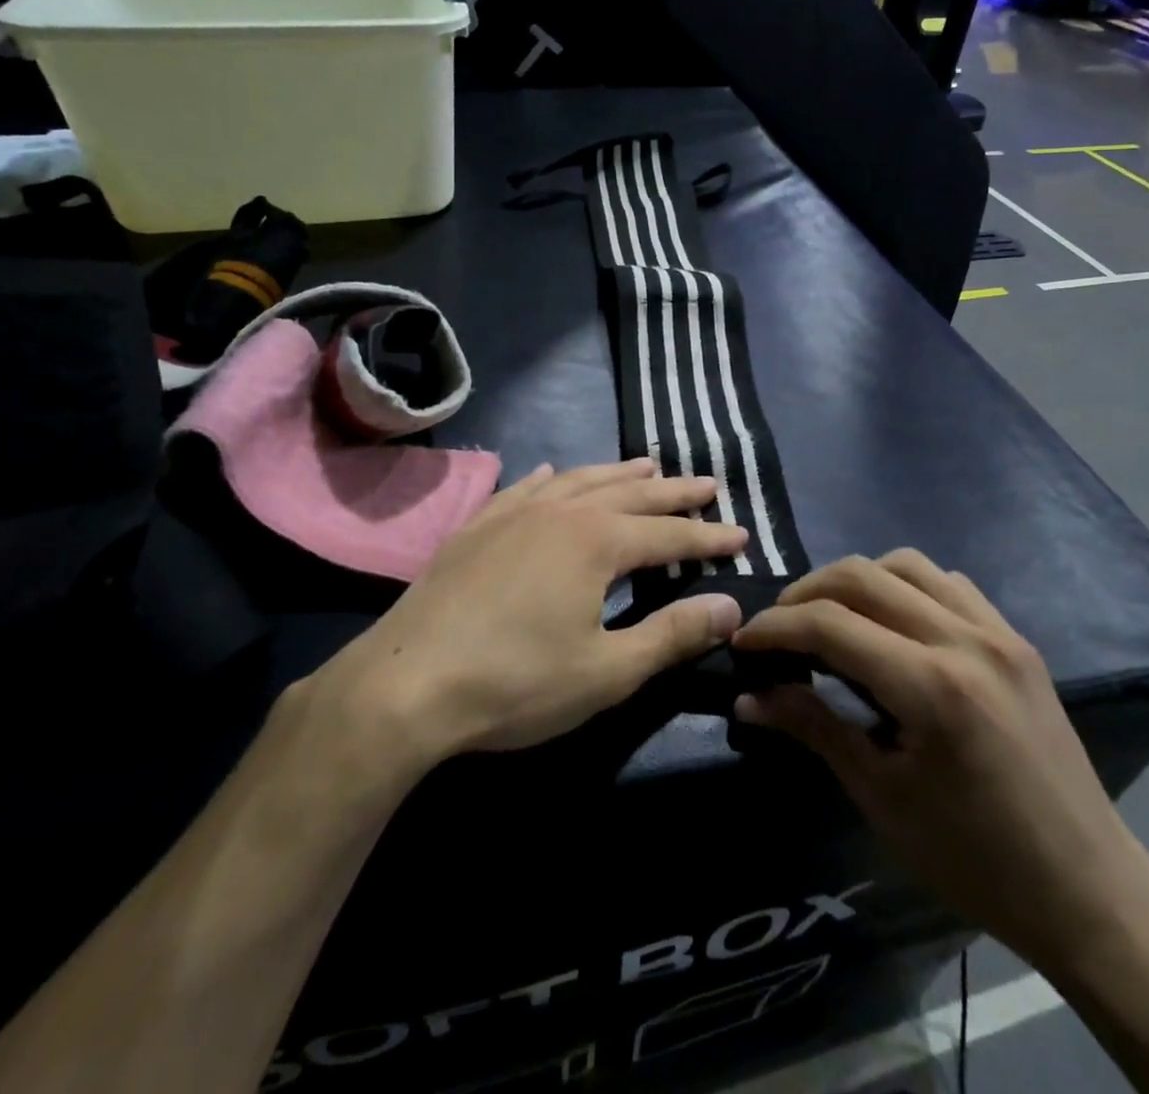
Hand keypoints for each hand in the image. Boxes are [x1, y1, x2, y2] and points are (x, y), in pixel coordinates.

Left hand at [335, 458, 747, 759]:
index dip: (708, 537)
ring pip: (579, 480)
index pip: (668, 534)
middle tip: (708, 484)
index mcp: (596, 542)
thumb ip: (671, 634)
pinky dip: (552, 478)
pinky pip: (525, 487)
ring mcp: (513, 512)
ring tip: (646, 465)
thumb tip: (730, 607)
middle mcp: (559, 512)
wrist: (407, 684)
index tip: (741, 534)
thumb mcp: (607, 671)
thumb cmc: (516, 682)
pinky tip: (556, 473)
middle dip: (673, 492)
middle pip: (630, 493)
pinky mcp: (477, 526)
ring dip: (617, 473)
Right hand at [732, 551, 1148, 971]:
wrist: (1090, 892)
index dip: (775, 627)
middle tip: (778, 629)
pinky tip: (894, 625)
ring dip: (855, 580)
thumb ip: (813, 728)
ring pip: (905, 564)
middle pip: (861, 575)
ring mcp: (998, 633)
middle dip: (805, 593)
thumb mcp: (882, 797)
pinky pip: (948, 583)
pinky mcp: (1017, 639)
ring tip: (832, 619)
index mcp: (932, 686)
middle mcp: (965, 640)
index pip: (830, 624)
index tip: (743, 643)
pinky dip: (905, 587)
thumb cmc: (976, 859)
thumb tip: (748, 697)